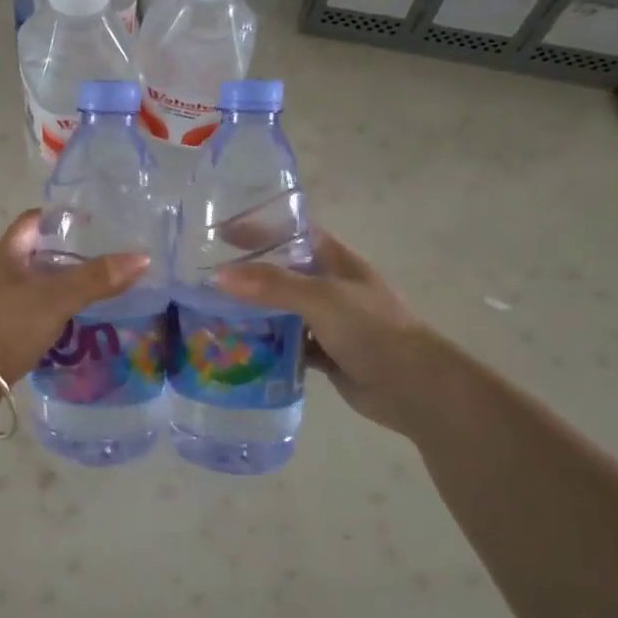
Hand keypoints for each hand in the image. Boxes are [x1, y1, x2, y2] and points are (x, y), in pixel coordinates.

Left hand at [0, 210, 149, 404]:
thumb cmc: (7, 325)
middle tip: (107, 262)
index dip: (64, 219)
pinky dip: (51, 312)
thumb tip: (142, 257)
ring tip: (98, 293)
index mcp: (6, 252)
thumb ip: (97, 278)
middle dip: (70, 256)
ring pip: (34, 285)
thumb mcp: (57, 297)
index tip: (96, 226)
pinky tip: (72, 324)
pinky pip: (29, 311)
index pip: (35, 220)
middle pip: (37, 253)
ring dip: (62, 287)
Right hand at [215, 229, 438, 435]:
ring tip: (211, 312)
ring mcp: (328, 321)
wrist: (414, 387)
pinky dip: (267, 345)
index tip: (219, 233)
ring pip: (281, 310)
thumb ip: (272, 285)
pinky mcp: (324, 352)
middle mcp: (330, 286)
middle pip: (281, 272)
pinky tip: (240, 348)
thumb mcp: (321, 298)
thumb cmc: (373, 330)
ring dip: (253, 311)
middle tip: (204, 278)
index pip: (291, 234)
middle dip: (247, 274)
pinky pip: (287, 343)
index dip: (258, 230)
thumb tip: (218, 276)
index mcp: (335, 260)